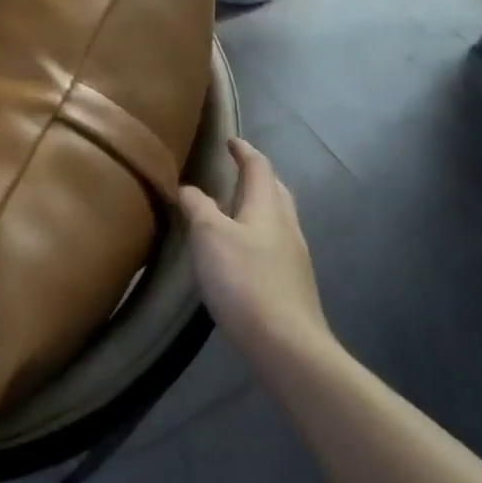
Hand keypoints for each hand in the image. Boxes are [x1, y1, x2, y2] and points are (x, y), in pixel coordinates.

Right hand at [179, 138, 332, 370]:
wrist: (285, 343)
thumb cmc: (243, 279)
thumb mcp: (209, 235)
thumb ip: (198, 207)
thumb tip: (188, 188)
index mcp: (268, 207)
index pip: (259, 167)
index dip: (244, 151)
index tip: (230, 140)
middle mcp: (286, 226)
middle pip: (275, 191)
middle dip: (257, 176)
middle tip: (235, 169)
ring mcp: (293, 257)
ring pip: (276, 218)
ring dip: (258, 205)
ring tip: (234, 206)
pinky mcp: (291, 283)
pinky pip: (273, 243)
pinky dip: (257, 232)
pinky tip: (241, 249)